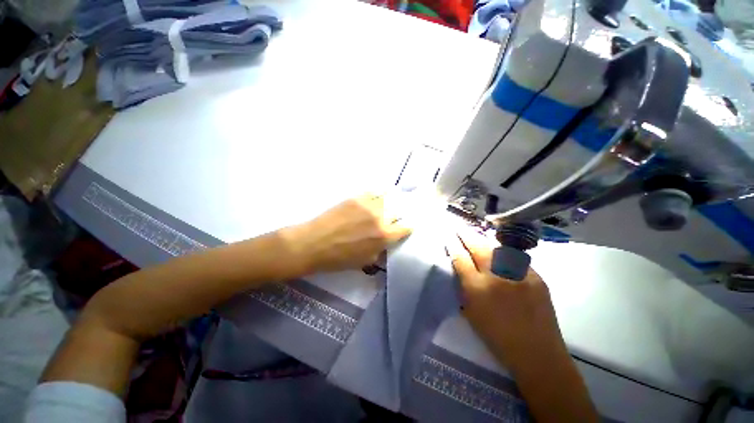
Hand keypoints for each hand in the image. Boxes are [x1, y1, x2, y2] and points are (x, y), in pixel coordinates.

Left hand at [283, 194, 411, 274]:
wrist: (314, 243)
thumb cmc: (339, 258)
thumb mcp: (365, 261)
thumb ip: (380, 250)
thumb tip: (385, 244)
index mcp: (384, 236)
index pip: (405, 228)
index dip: (407, 227)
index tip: (407, 227)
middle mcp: (380, 217)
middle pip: (398, 211)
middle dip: (398, 215)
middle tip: (395, 217)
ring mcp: (368, 205)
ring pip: (388, 198)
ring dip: (391, 202)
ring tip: (391, 202)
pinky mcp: (356, 197)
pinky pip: (373, 192)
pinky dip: (379, 194)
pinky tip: (378, 195)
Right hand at [446, 231, 568, 373]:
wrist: (538, 353)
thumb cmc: (497, 337)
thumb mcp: (471, 312)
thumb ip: (464, 287)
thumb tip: (461, 267)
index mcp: (478, 289)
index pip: (461, 259)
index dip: (454, 245)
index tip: (449, 237)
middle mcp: (498, 277)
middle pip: (479, 248)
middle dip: (467, 235)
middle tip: (460, 228)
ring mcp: (519, 275)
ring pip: (498, 249)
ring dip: (484, 241)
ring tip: (477, 236)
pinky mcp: (536, 277)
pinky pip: (516, 259)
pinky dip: (504, 254)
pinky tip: (500, 253)